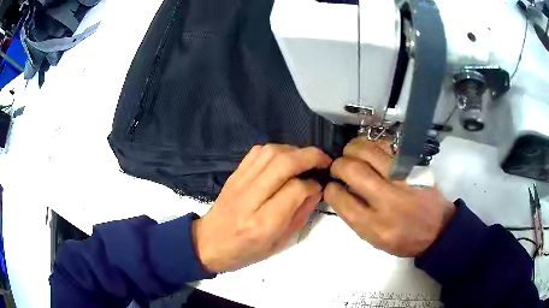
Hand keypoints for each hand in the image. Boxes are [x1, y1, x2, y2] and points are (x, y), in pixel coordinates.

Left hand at [193, 145, 331, 272]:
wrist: (209, 243)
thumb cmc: (246, 251)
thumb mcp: (279, 242)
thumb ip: (300, 214)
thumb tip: (316, 189)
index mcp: (264, 223)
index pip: (295, 189)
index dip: (313, 184)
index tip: (319, 186)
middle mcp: (251, 199)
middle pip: (284, 164)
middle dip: (310, 156)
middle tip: (324, 160)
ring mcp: (239, 183)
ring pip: (271, 153)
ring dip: (294, 150)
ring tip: (305, 159)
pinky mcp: (234, 175)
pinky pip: (256, 152)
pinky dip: (275, 150)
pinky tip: (284, 158)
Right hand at [324, 138, 455, 256]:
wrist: (437, 230)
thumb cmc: (403, 239)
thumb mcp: (374, 240)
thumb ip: (355, 217)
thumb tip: (340, 191)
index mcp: (373, 225)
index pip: (339, 198)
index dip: (330, 188)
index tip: (332, 186)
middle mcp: (386, 200)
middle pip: (352, 169)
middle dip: (338, 164)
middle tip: (339, 167)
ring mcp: (401, 179)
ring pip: (368, 151)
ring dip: (352, 148)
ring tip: (351, 154)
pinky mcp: (412, 166)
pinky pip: (387, 146)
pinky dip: (373, 144)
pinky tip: (371, 151)